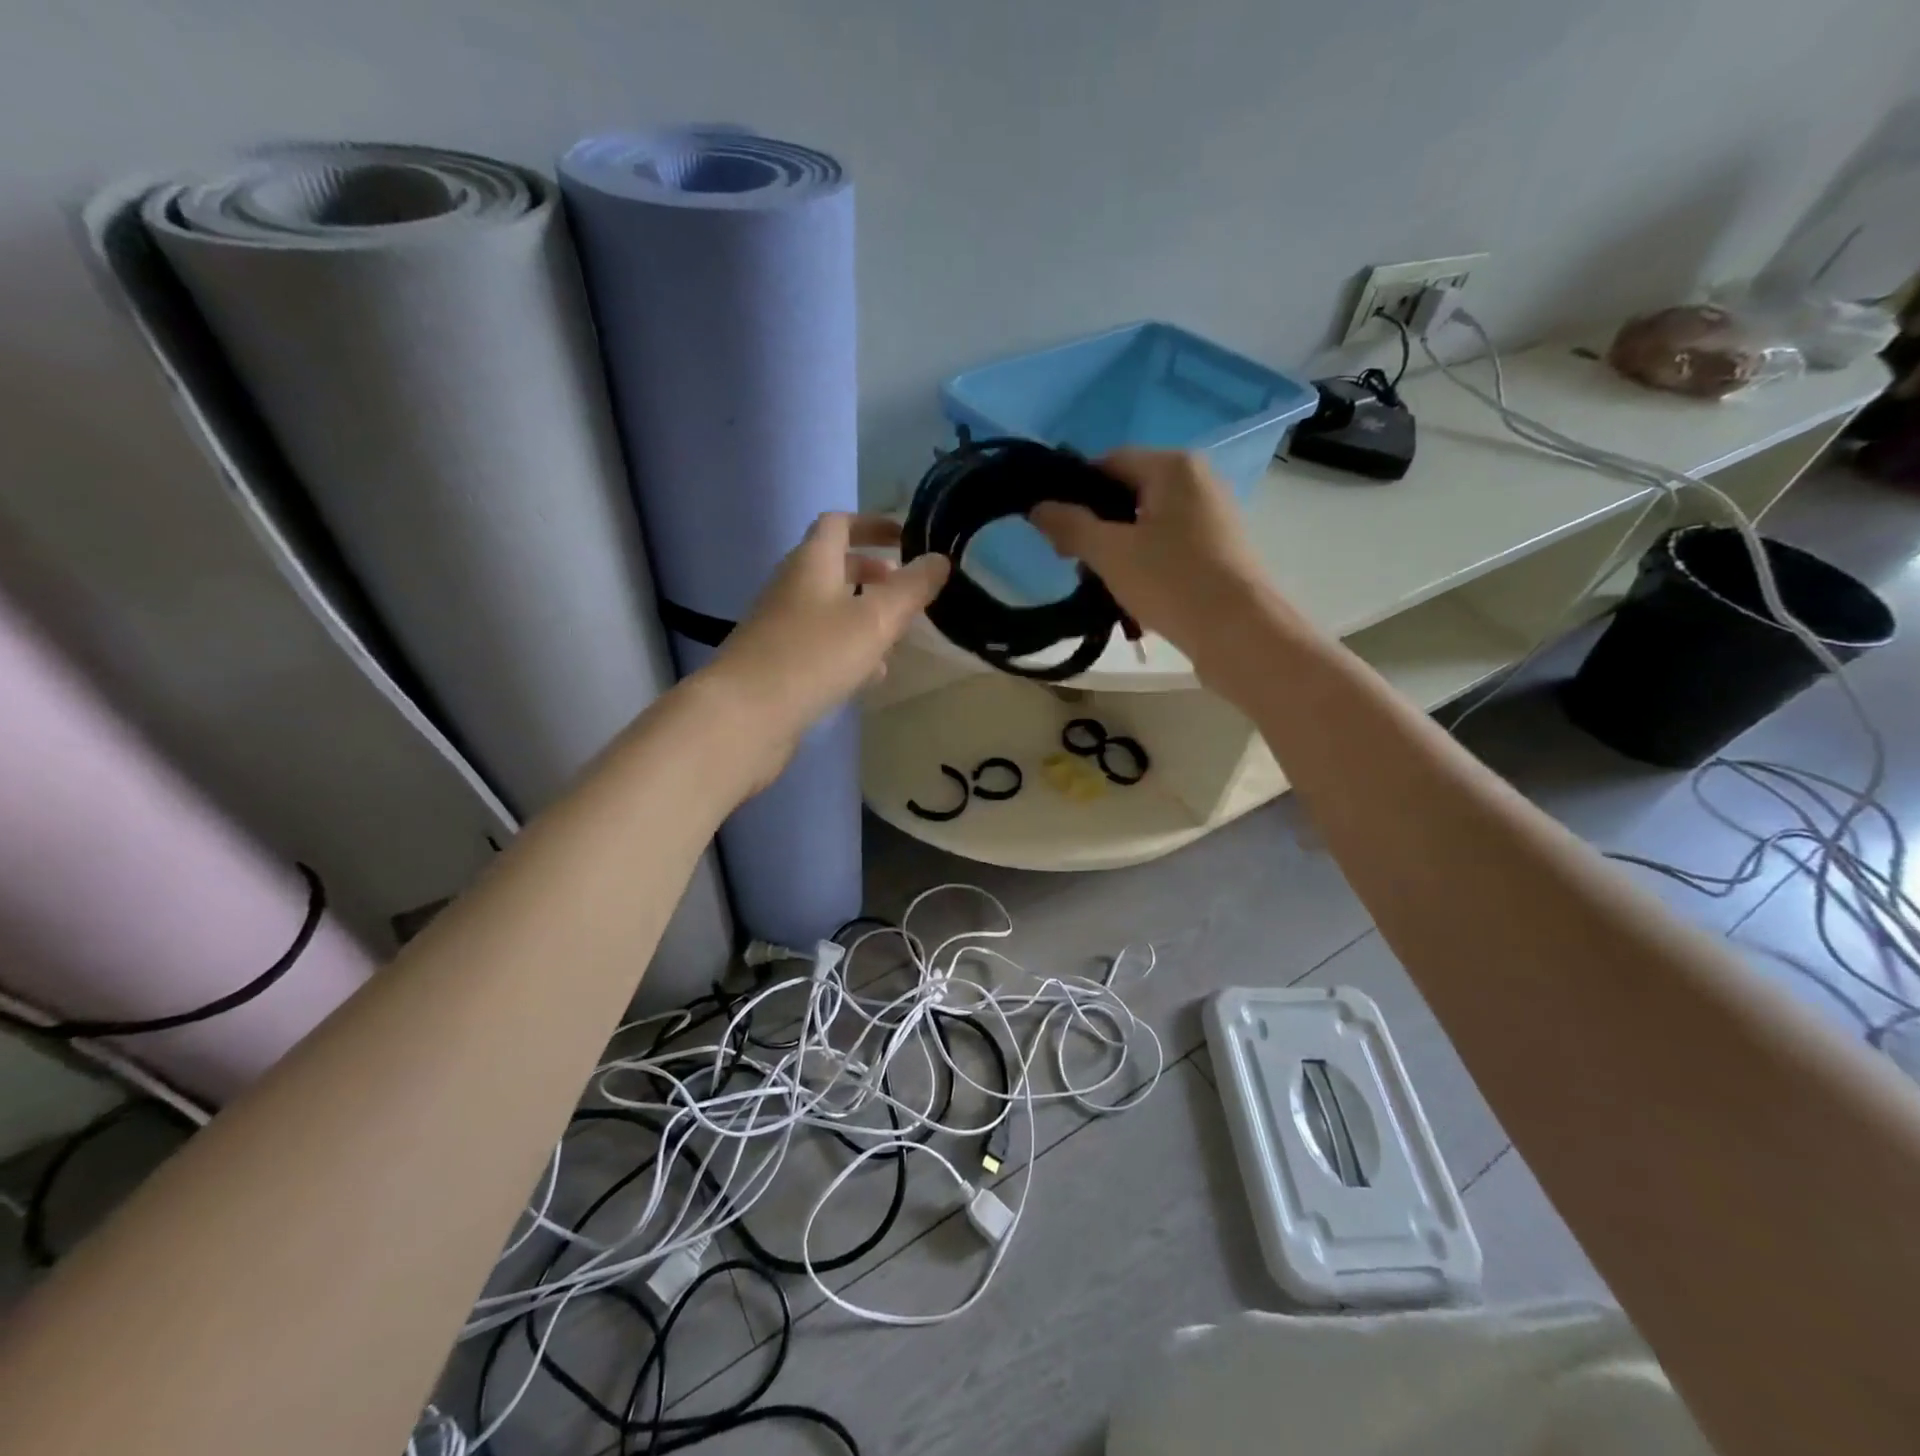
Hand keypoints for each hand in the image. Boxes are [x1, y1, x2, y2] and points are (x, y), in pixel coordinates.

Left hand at [704, 513, 948, 780]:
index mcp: (812, 562)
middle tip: (907, 590)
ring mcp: (782, 625)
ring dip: (864, 614)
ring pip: (831, 608)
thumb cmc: (815, 654)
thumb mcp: (876, 618)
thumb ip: (912, 588)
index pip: (839, 523)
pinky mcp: (780, 661)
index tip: (904, 537)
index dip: (872, 524)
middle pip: (835, 567)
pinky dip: (849, 648)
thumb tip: (940, 558)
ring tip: (898, 636)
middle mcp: (793, 586)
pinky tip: (872, 675)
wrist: (747, 714)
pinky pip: (821, 643)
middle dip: (873, 574)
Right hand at [1028, 449, 1281, 668]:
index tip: (1053, 527)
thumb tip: (1038, 507)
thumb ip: (1070, 525)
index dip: (1074, 491)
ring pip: (1146, 524)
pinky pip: (1167, 547)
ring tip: (1098, 583)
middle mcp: (1197, 481)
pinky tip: (1130, 595)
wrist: (1240, 633)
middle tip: (1072, 561)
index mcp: (1173, 467)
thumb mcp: (1110, 553)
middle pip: (1128, 493)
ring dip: (1117, 550)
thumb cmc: (1172, 581)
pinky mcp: (1217, 551)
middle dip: (1095, 526)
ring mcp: (1211, 517)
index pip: (1109, 462)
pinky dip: (1143, 564)